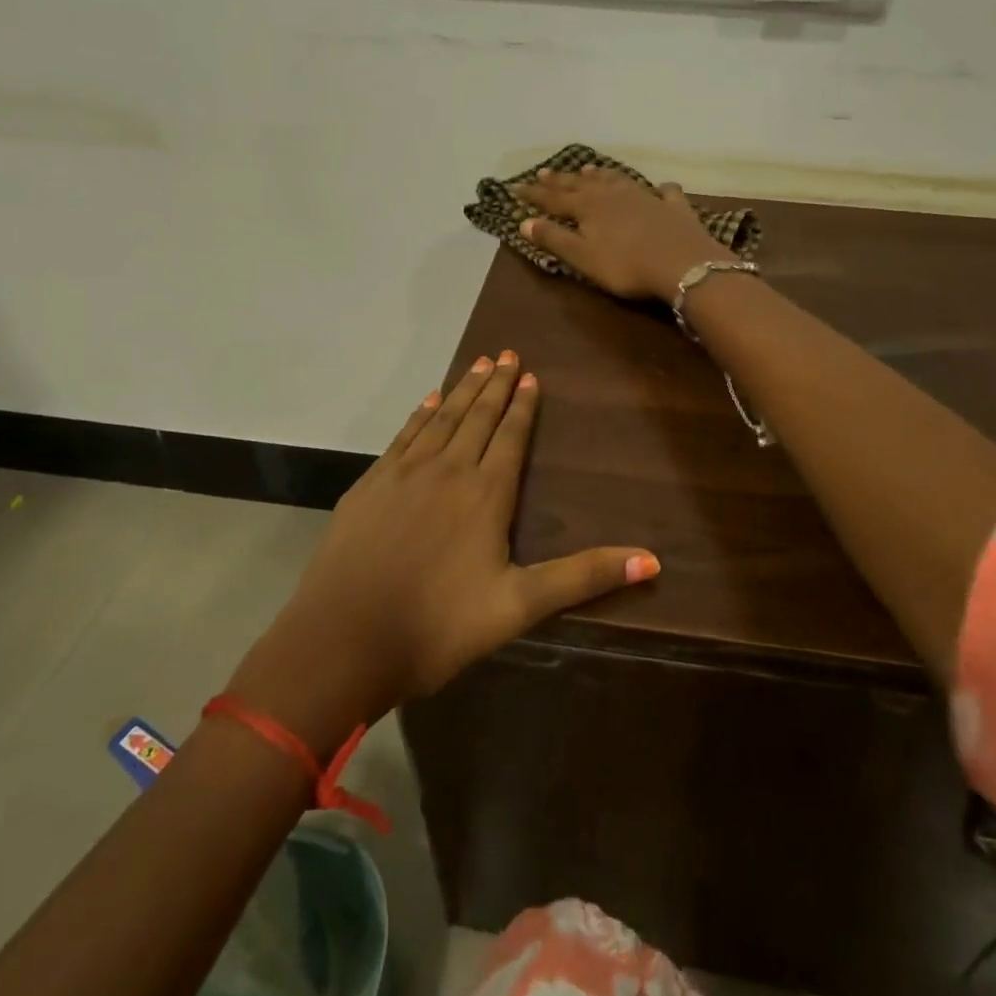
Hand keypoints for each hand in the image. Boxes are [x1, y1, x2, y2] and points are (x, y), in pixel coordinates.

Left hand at [237, 354, 659, 722]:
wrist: (342, 642)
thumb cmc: (438, 627)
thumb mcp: (519, 606)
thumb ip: (583, 577)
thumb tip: (653, 560)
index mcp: (485, 494)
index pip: (509, 436)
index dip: (522, 405)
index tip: (530, 375)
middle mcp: (447, 470)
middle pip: (476, 417)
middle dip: (495, 384)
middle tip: (508, 353)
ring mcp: (404, 474)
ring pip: (440, 419)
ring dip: (461, 390)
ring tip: (478, 363)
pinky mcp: (371, 485)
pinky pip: (404, 436)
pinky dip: (419, 414)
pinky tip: (427, 401)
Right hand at [512, 165, 731, 301]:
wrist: (682, 264)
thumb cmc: (626, 265)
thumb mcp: (583, 257)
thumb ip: (554, 238)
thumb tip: (524, 222)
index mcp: (588, 207)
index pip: (554, 199)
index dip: (534, 194)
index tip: (516, 187)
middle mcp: (613, 195)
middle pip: (582, 185)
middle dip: (561, 180)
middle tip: (544, 171)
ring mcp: (645, 197)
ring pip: (617, 180)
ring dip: (601, 175)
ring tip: (589, 169)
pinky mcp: (673, 207)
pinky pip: (664, 192)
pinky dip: (659, 188)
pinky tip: (661, 187)